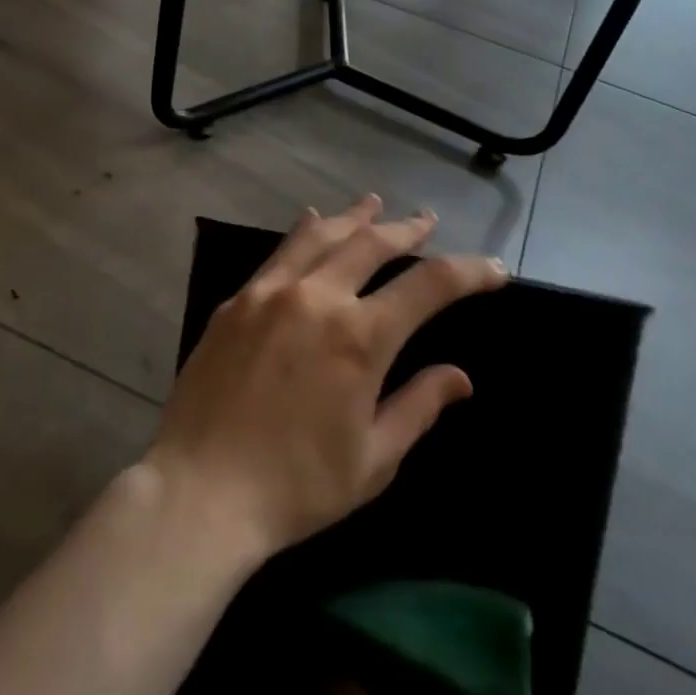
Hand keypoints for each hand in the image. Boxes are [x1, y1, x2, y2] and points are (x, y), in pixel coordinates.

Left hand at [143, 195, 505, 559]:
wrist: (201, 490)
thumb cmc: (296, 486)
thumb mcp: (373, 459)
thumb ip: (418, 407)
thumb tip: (460, 376)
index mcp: (360, 337)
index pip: (429, 285)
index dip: (469, 272)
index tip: (494, 269)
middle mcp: (317, 298)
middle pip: (372, 243)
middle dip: (407, 230)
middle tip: (427, 222)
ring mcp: (270, 293)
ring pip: (321, 235)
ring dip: (354, 217)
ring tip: (374, 203)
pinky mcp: (236, 301)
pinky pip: (279, 253)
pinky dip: (304, 232)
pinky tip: (311, 223)